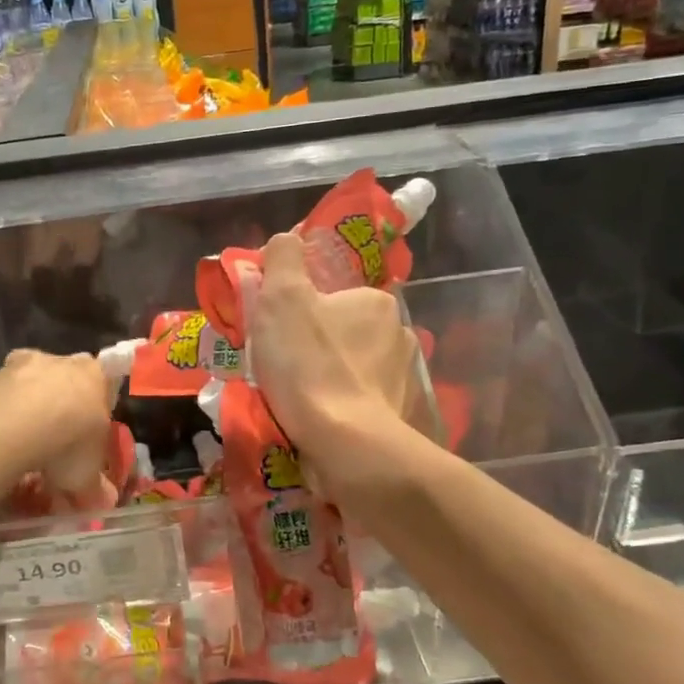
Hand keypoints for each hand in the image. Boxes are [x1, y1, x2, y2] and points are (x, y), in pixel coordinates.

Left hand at [0, 349, 117, 511]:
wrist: (18, 424)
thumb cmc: (70, 442)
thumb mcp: (87, 475)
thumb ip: (96, 487)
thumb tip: (105, 501)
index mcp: (96, 376)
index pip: (102, 385)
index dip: (93, 411)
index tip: (86, 436)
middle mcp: (62, 362)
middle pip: (64, 382)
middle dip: (60, 409)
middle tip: (55, 446)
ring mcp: (25, 365)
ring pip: (30, 385)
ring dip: (27, 410)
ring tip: (23, 449)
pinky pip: (1, 398)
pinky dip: (1, 416)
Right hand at [248, 233, 423, 496]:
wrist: (345, 444)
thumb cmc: (310, 364)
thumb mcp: (283, 297)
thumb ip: (283, 258)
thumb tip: (287, 239)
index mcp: (376, 302)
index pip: (336, 294)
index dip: (303, 308)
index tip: (279, 329)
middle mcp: (399, 335)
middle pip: (346, 331)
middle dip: (318, 343)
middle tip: (282, 364)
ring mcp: (404, 379)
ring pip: (356, 367)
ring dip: (331, 376)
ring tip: (297, 397)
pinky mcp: (400, 417)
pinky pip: (363, 401)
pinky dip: (343, 405)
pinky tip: (320, 418)